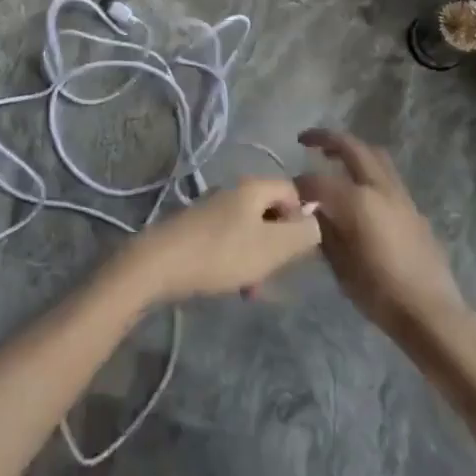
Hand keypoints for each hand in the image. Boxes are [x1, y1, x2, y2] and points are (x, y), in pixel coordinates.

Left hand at [120, 178, 320, 304]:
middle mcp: (233, 191)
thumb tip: (316, 223)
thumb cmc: (221, 253)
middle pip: (271, 212)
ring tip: (252, 289)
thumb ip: (303, 234)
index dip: (302, 218)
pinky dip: (237, 261)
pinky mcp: (196, 228)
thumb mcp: (272, 247)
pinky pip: (229, 241)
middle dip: (279, 245)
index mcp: (253, 187)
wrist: (158, 264)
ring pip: (250, 230)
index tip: (298, 249)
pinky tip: (232, 285)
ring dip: (258, 258)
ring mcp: (212, 208)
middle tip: (276, 273)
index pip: (293, 192)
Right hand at [295, 128, 468, 341]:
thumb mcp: (339, 264)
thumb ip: (324, 230)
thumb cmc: (379, 292)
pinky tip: (358, 190)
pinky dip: (367, 169)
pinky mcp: (412, 207)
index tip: (288, 193)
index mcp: (357, 201)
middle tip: (306, 140)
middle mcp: (379, 188)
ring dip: (351, 150)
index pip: (317, 181)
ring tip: (333, 157)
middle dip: (326, 139)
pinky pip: (386, 175)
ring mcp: (400, 195)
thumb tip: (312, 211)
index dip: (299, 185)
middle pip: (352, 147)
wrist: (429, 311)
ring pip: (374, 155)